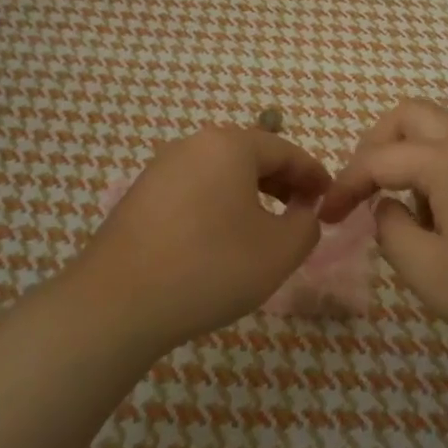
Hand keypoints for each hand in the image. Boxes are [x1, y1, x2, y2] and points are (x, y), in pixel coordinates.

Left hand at [75, 127, 331, 352]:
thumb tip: (303, 211)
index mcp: (229, 145)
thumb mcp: (279, 251)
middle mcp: (192, 145)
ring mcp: (160, 169)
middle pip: (249, 156)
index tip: (329, 196)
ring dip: (248, 194)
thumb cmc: (211, 267)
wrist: (118, 302)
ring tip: (263, 228)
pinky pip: (193, 190)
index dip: (312, 174)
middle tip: (300, 211)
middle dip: (281, 182)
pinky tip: (220, 239)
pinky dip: (217, 205)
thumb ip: (306, 225)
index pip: (284, 150)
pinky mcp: (139, 196)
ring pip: (218, 173)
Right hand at [321, 100, 447, 361]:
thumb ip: (391, 232)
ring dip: (419, 161)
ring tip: (423, 219)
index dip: (345, 185)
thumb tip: (389, 207)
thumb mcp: (429, 274)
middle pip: (411, 116)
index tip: (327, 215)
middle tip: (366, 186)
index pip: (378, 159)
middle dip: (376, 145)